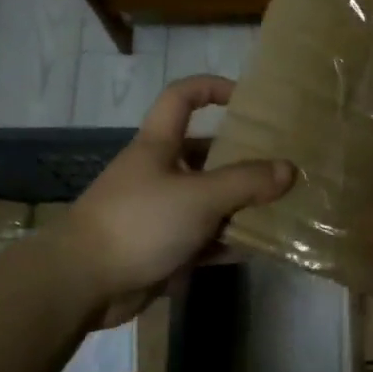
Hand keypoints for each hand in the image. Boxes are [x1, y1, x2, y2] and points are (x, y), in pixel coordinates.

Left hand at [66, 76, 293, 325]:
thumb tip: (288, 169)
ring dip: (241, 205)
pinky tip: (259, 246)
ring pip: (209, 200)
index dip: (211, 88)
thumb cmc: (139, 222)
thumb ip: (246, 182)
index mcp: (158, 146)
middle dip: (242, 158)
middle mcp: (159, 173)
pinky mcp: (163, 248)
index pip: (181, 98)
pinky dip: (228, 241)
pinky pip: (204, 239)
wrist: (83, 283)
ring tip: (282, 207)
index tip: (246, 99)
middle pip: (205, 154)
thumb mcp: (199, 197)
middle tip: (282, 166)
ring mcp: (160, 212)